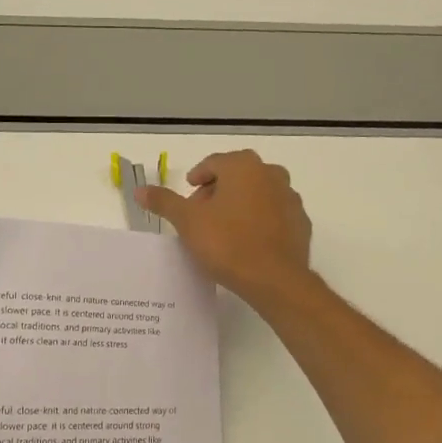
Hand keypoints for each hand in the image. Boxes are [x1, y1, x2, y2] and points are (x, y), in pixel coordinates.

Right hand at [137, 149, 312, 305]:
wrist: (275, 279)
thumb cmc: (227, 244)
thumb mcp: (188, 222)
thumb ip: (164, 202)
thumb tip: (140, 190)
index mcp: (243, 167)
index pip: (215, 163)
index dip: (198, 177)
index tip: (189, 192)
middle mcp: (271, 174)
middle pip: (239, 175)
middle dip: (219, 190)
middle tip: (202, 212)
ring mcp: (290, 198)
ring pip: (259, 193)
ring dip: (241, 203)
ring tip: (224, 228)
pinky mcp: (301, 223)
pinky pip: (274, 214)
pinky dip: (260, 220)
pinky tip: (248, 241)